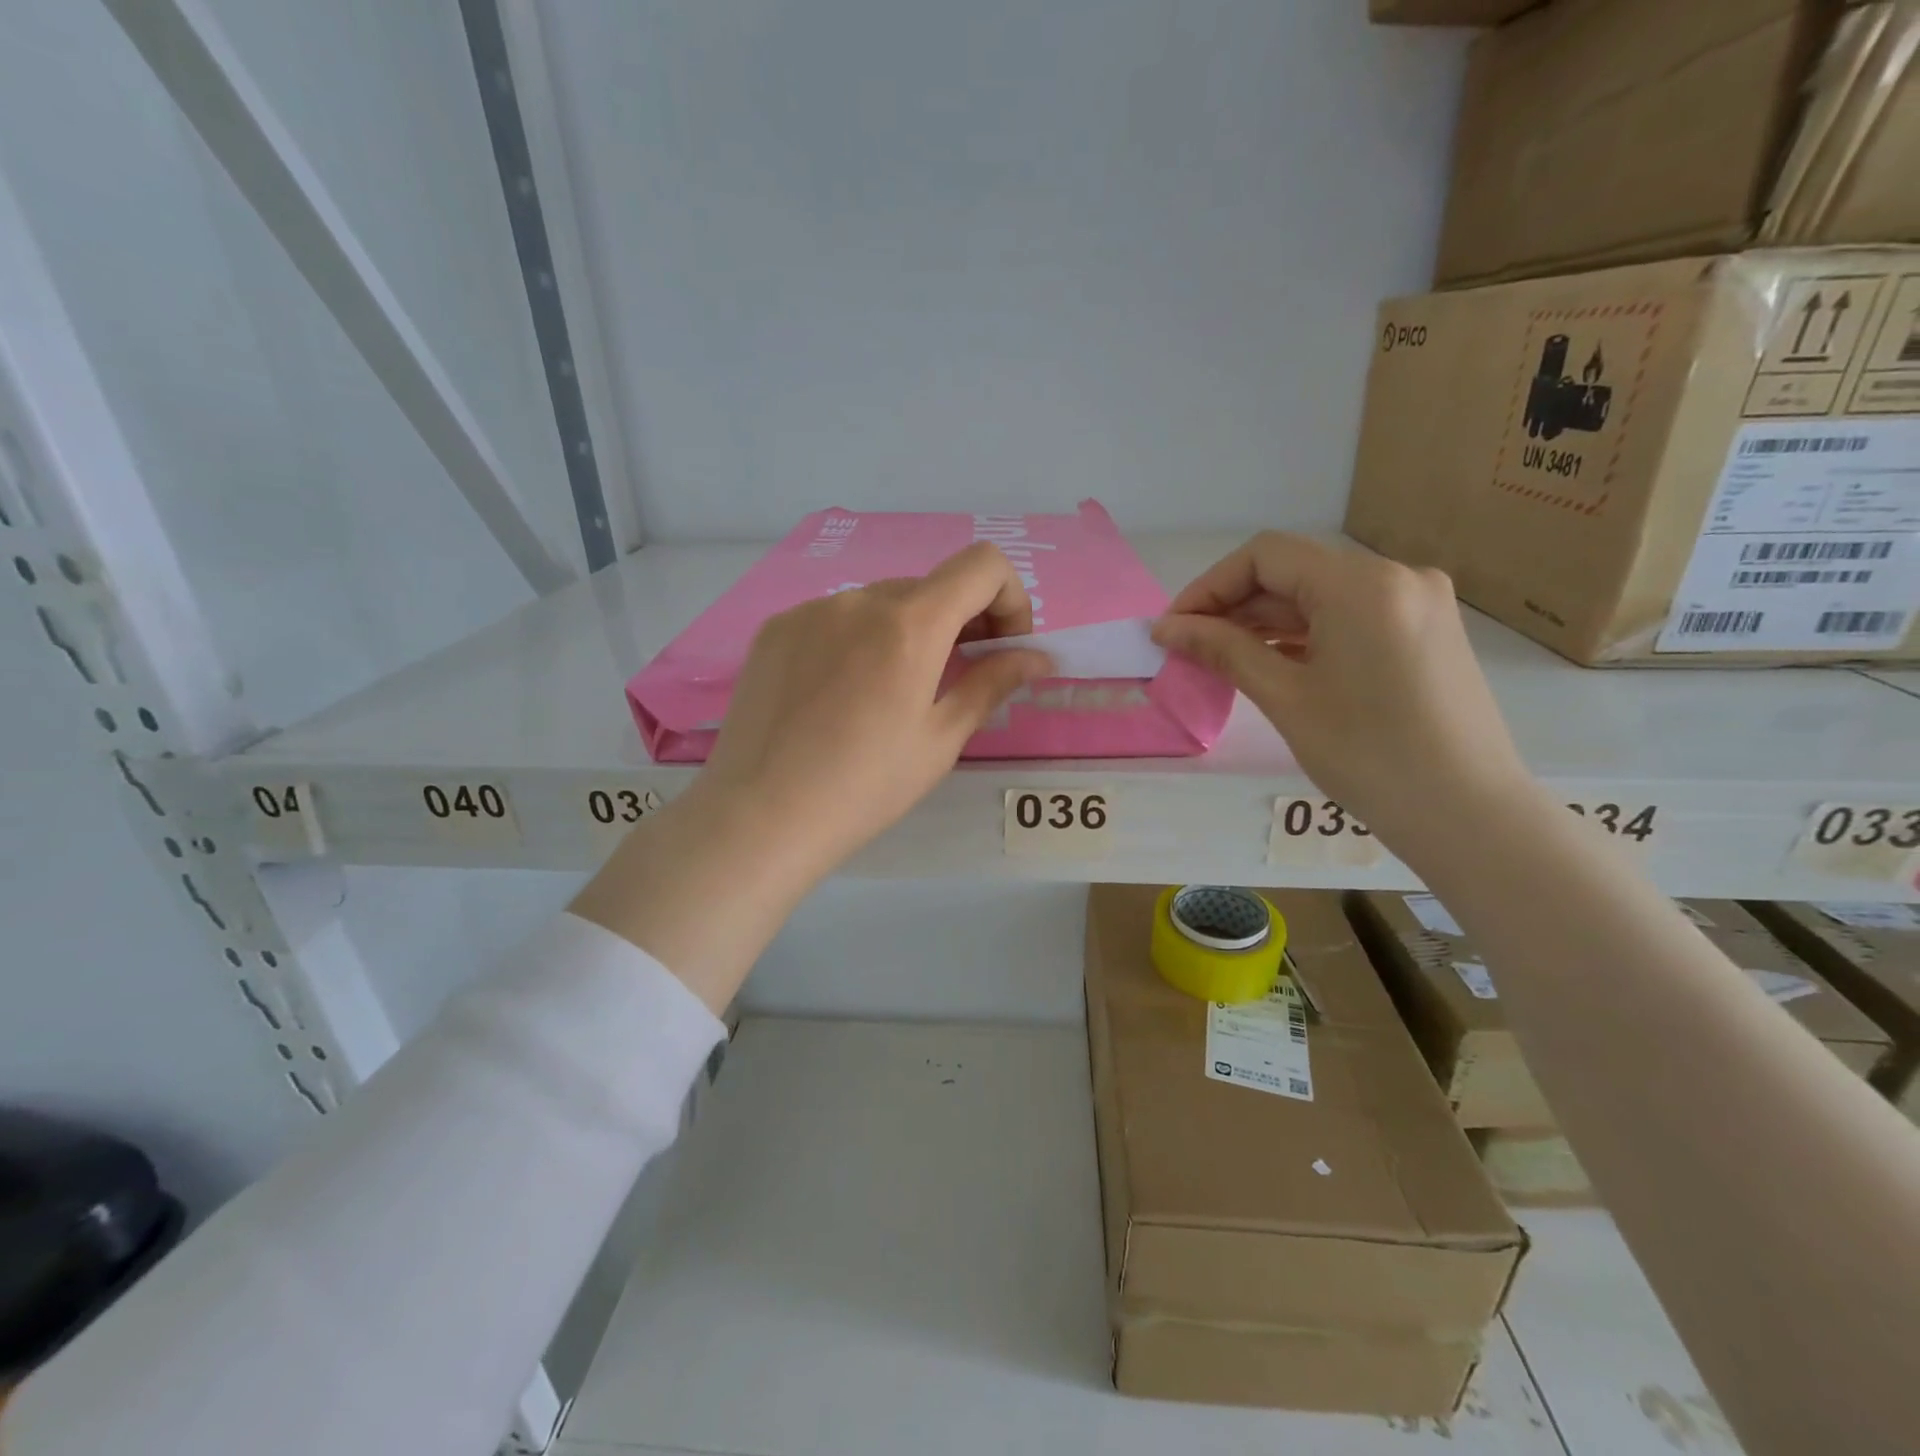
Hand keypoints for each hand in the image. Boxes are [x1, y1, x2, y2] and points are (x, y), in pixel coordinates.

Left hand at [697, 542, 1053, 871]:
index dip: (1009, 598)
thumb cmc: (865, 787)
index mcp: (910, 624)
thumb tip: (1036, 657)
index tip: (1001, 648)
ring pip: (881, 602)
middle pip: (932, 586)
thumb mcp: (940, 740)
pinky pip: (835, 618)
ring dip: (907, 631)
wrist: (759, 816)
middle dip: (961, 621)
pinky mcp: (775, 629)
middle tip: (957, 677)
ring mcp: (810, 610)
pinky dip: (858, 639)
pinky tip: (840, 694)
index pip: (983, 565)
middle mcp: (860, 599)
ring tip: (891, 693)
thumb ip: (991, 683)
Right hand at [1152, 533, 1529, 851]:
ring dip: (1266, 622)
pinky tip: (1272, 663)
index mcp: (1362, 584)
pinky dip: (1305, 634)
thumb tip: (1166, 628)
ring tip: (1222, 660)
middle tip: (1189, 649)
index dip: (1209, 587)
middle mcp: (1396, 576)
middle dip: (1234, 606)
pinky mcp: (1426, 631)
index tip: (1173, 628)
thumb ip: (1224, 651)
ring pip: (1321, 595)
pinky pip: (1350, 616)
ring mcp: (1418, 603)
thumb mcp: (1285, 698)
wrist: (1468, 815)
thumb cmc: (1368, 756)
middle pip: (1294, 572)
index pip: (1265, 556)